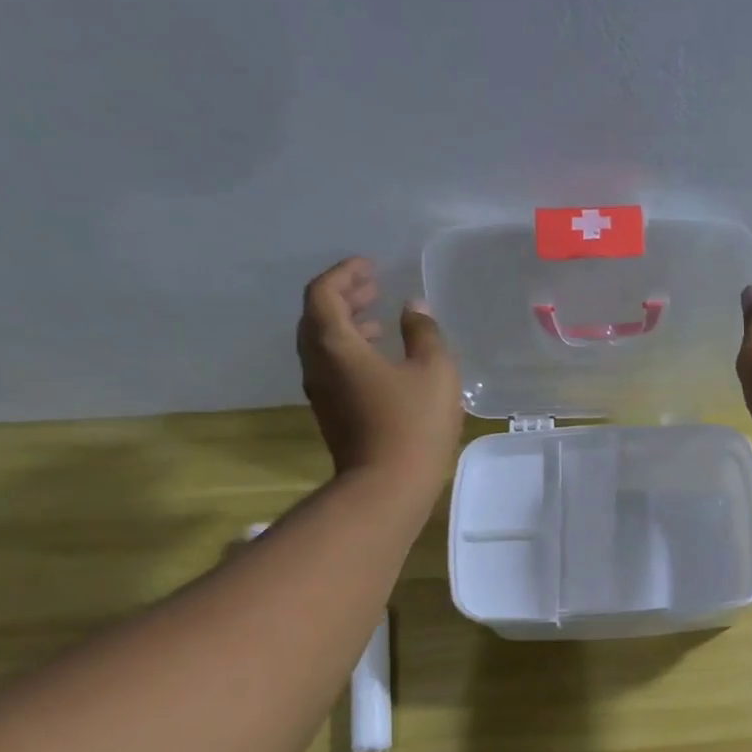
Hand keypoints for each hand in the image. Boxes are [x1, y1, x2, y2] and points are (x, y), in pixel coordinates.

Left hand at [297, 257, 462, 481]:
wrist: (388, 486)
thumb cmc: (413, 423)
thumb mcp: (434, 370)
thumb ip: (424, 332)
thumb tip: (414, 308)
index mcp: (334, 344)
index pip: (324, 293)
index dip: (345, 274)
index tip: (370, 266)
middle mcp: (317, 363)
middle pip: (317, 316)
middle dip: (344, 296)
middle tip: (374, 287)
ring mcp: (321, 391)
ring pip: (323, 344)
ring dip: (347, 324)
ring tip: (379, 320)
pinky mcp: (332, 412)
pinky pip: (333, 366)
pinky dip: (351, 350)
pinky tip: (381, 359)